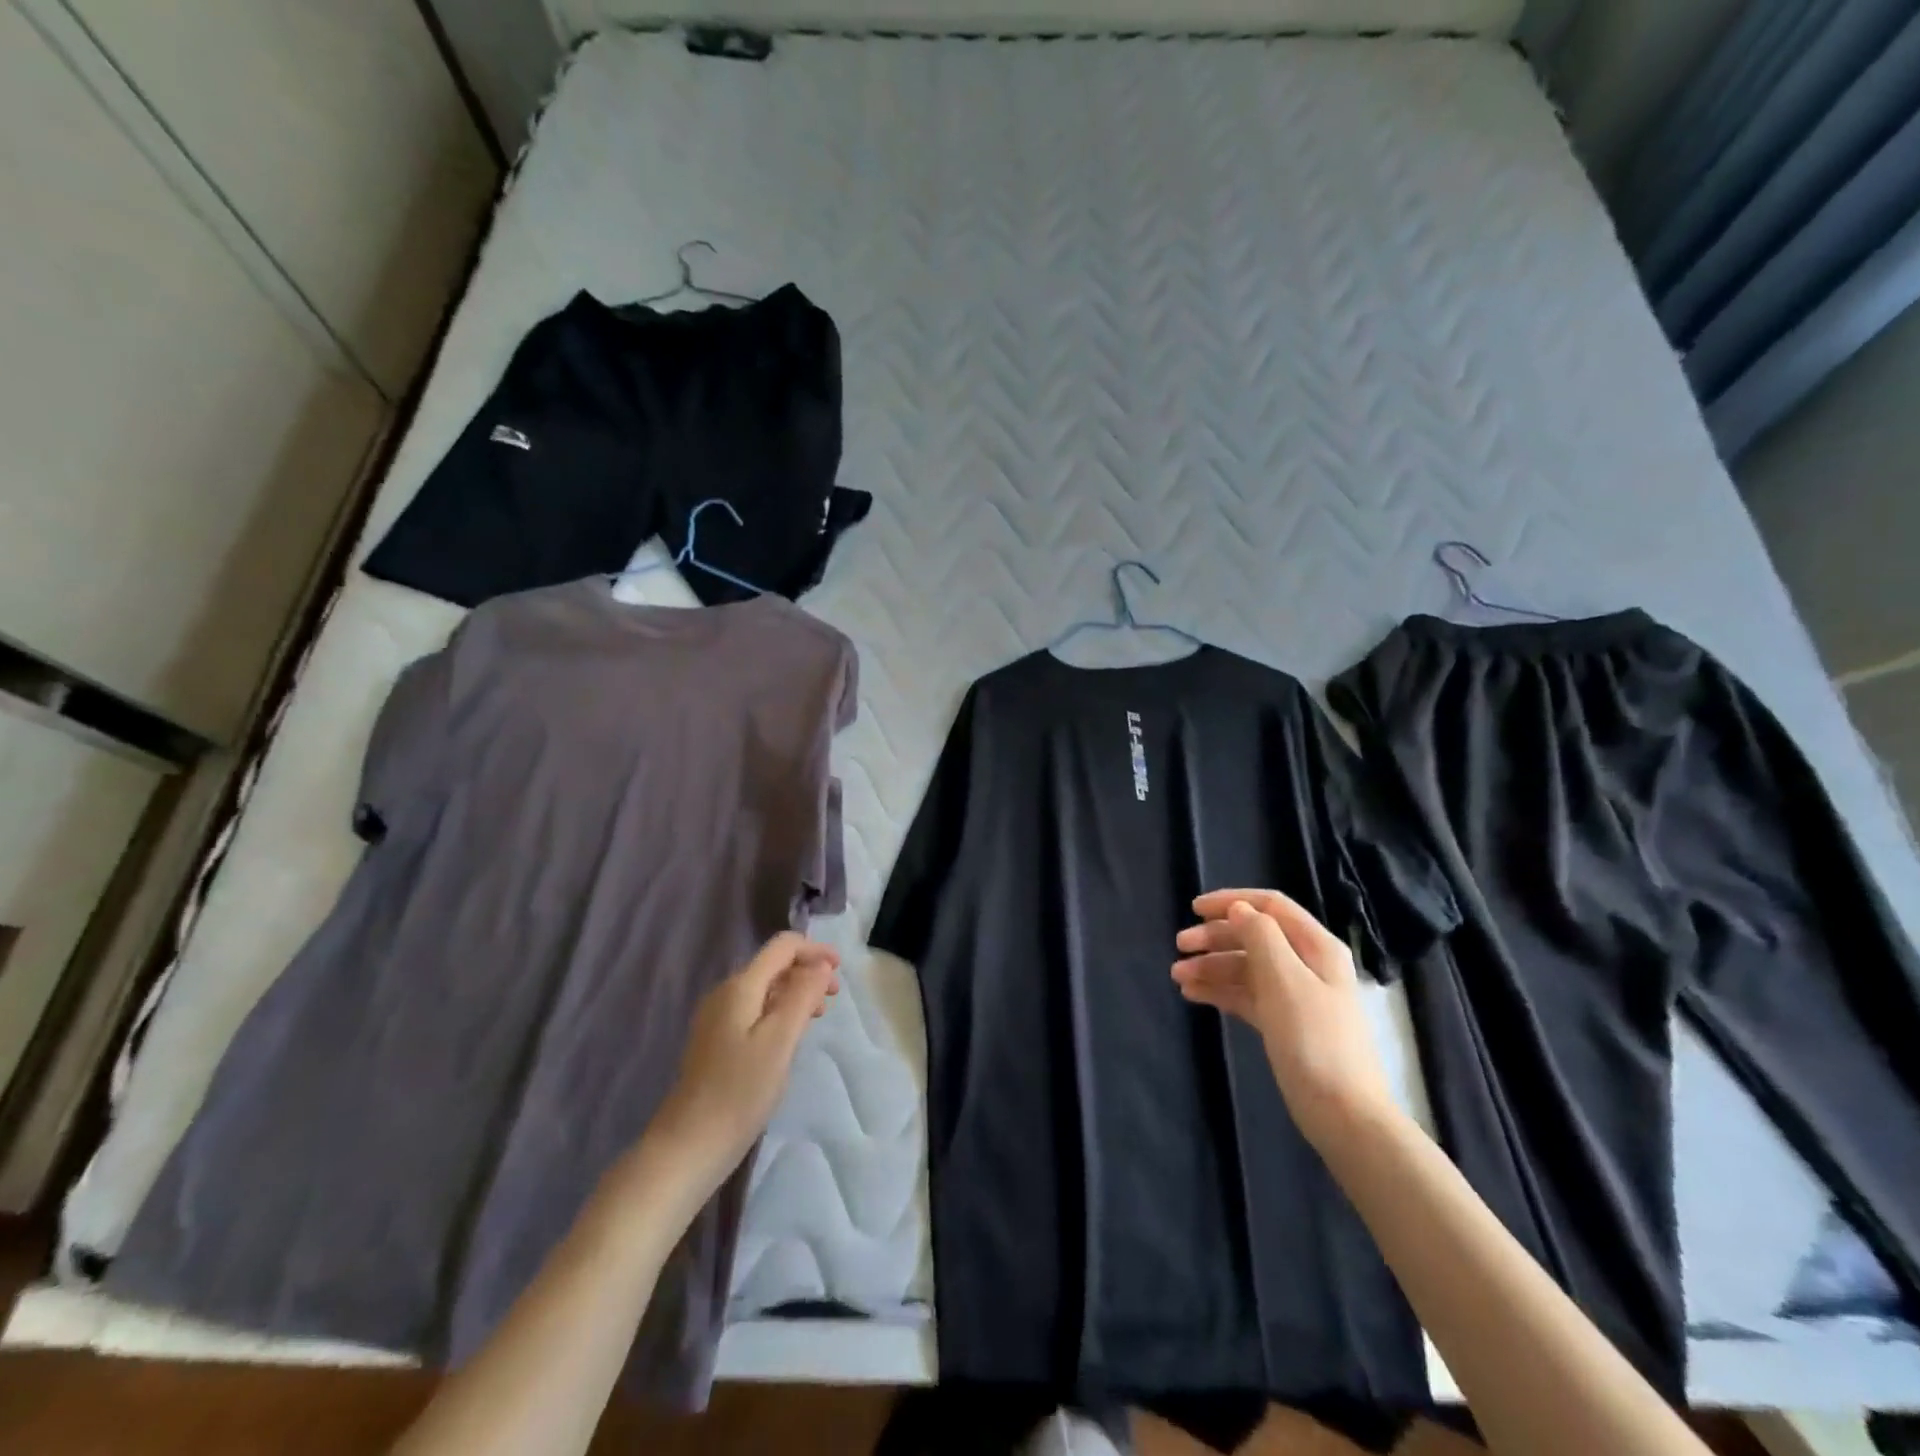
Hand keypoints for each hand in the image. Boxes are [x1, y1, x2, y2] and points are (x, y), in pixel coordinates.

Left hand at [649, 932, 839, 1189]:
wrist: (688, 1145)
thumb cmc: (739, 1091)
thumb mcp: (780, 1040)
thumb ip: (802, 996)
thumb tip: (820, 966)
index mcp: (740, 987)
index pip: (782, 947)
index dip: (814, 950)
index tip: (840, 971)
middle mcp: (726, 993)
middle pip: (773, 966)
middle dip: (807, 972)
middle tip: (834, 998)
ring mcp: (717, 1018)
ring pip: (765, 989)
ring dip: (796, 993)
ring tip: (818, 1016)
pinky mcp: (716, 1041)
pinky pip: (755, 1010)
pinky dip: (779, 1012)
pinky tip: (790, 1036)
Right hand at [1173, 889, 1395, 1147]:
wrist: (1343, 1114)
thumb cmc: (1314, 1040)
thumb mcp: (1285, 981)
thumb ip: (1260, 937)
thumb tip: (1239, 909)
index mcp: (1316, 946)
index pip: (1270, 906)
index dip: (1231, 902)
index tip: (1193, 909)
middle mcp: (1306, 964)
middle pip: (1254, 936)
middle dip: (1214, 937)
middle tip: (1179, 946)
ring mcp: (1295, 995)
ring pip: (1246, 967)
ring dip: (1211, 966)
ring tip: (1178, 978)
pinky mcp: (1283, 1023)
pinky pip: (1246, 995)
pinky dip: (1220, 991)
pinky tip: (1194, 995)